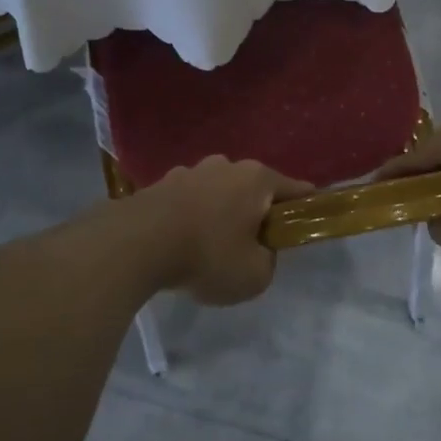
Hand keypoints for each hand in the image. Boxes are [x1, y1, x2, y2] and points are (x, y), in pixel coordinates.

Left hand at [138, 157, 311, 304]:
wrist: (136, 243)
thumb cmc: (207, 255)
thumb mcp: (255, 276)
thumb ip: (268, 262)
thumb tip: (259, 251)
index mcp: (257, 179)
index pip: (296, 190)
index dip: (305, 210)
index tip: (303, 228)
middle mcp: (226, 165)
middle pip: (254, 189)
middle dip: (256, 214)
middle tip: (252, 247)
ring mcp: (191, 170)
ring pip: (219, 193)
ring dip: (221, 214)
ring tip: (210, 248)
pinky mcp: (161, 183)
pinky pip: (189, 201)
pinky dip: (192, 218)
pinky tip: (182, 244)